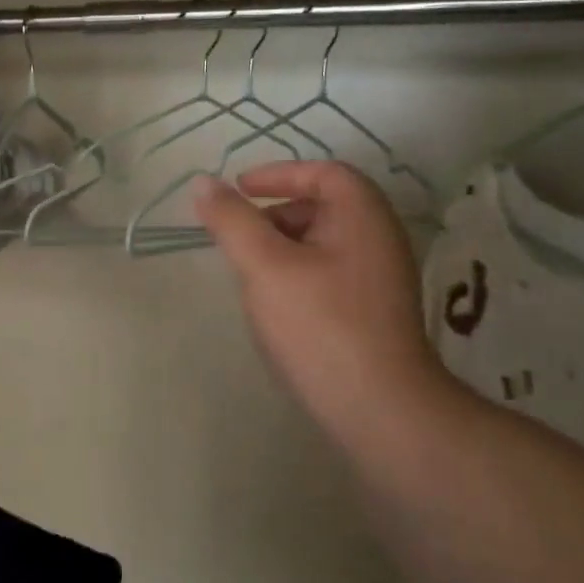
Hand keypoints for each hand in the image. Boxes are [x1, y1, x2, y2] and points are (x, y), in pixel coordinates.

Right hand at [195, 162, 446, 454]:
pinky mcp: (374, 313)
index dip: (278, 174)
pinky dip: (298, 274)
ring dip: (283, 247)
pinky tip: (276, 306)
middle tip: (239, 237)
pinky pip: (331, 274)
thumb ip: (231, 221)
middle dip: (275, 214)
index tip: (239, 189)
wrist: (379, 410)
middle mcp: (380, 239)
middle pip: (323, 206)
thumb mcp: (264, 265)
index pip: (323, 172)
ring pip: (324, 244)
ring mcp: (381, 279)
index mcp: (363, 215)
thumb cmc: (320, 325)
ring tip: (250, 274)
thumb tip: (202, 183)